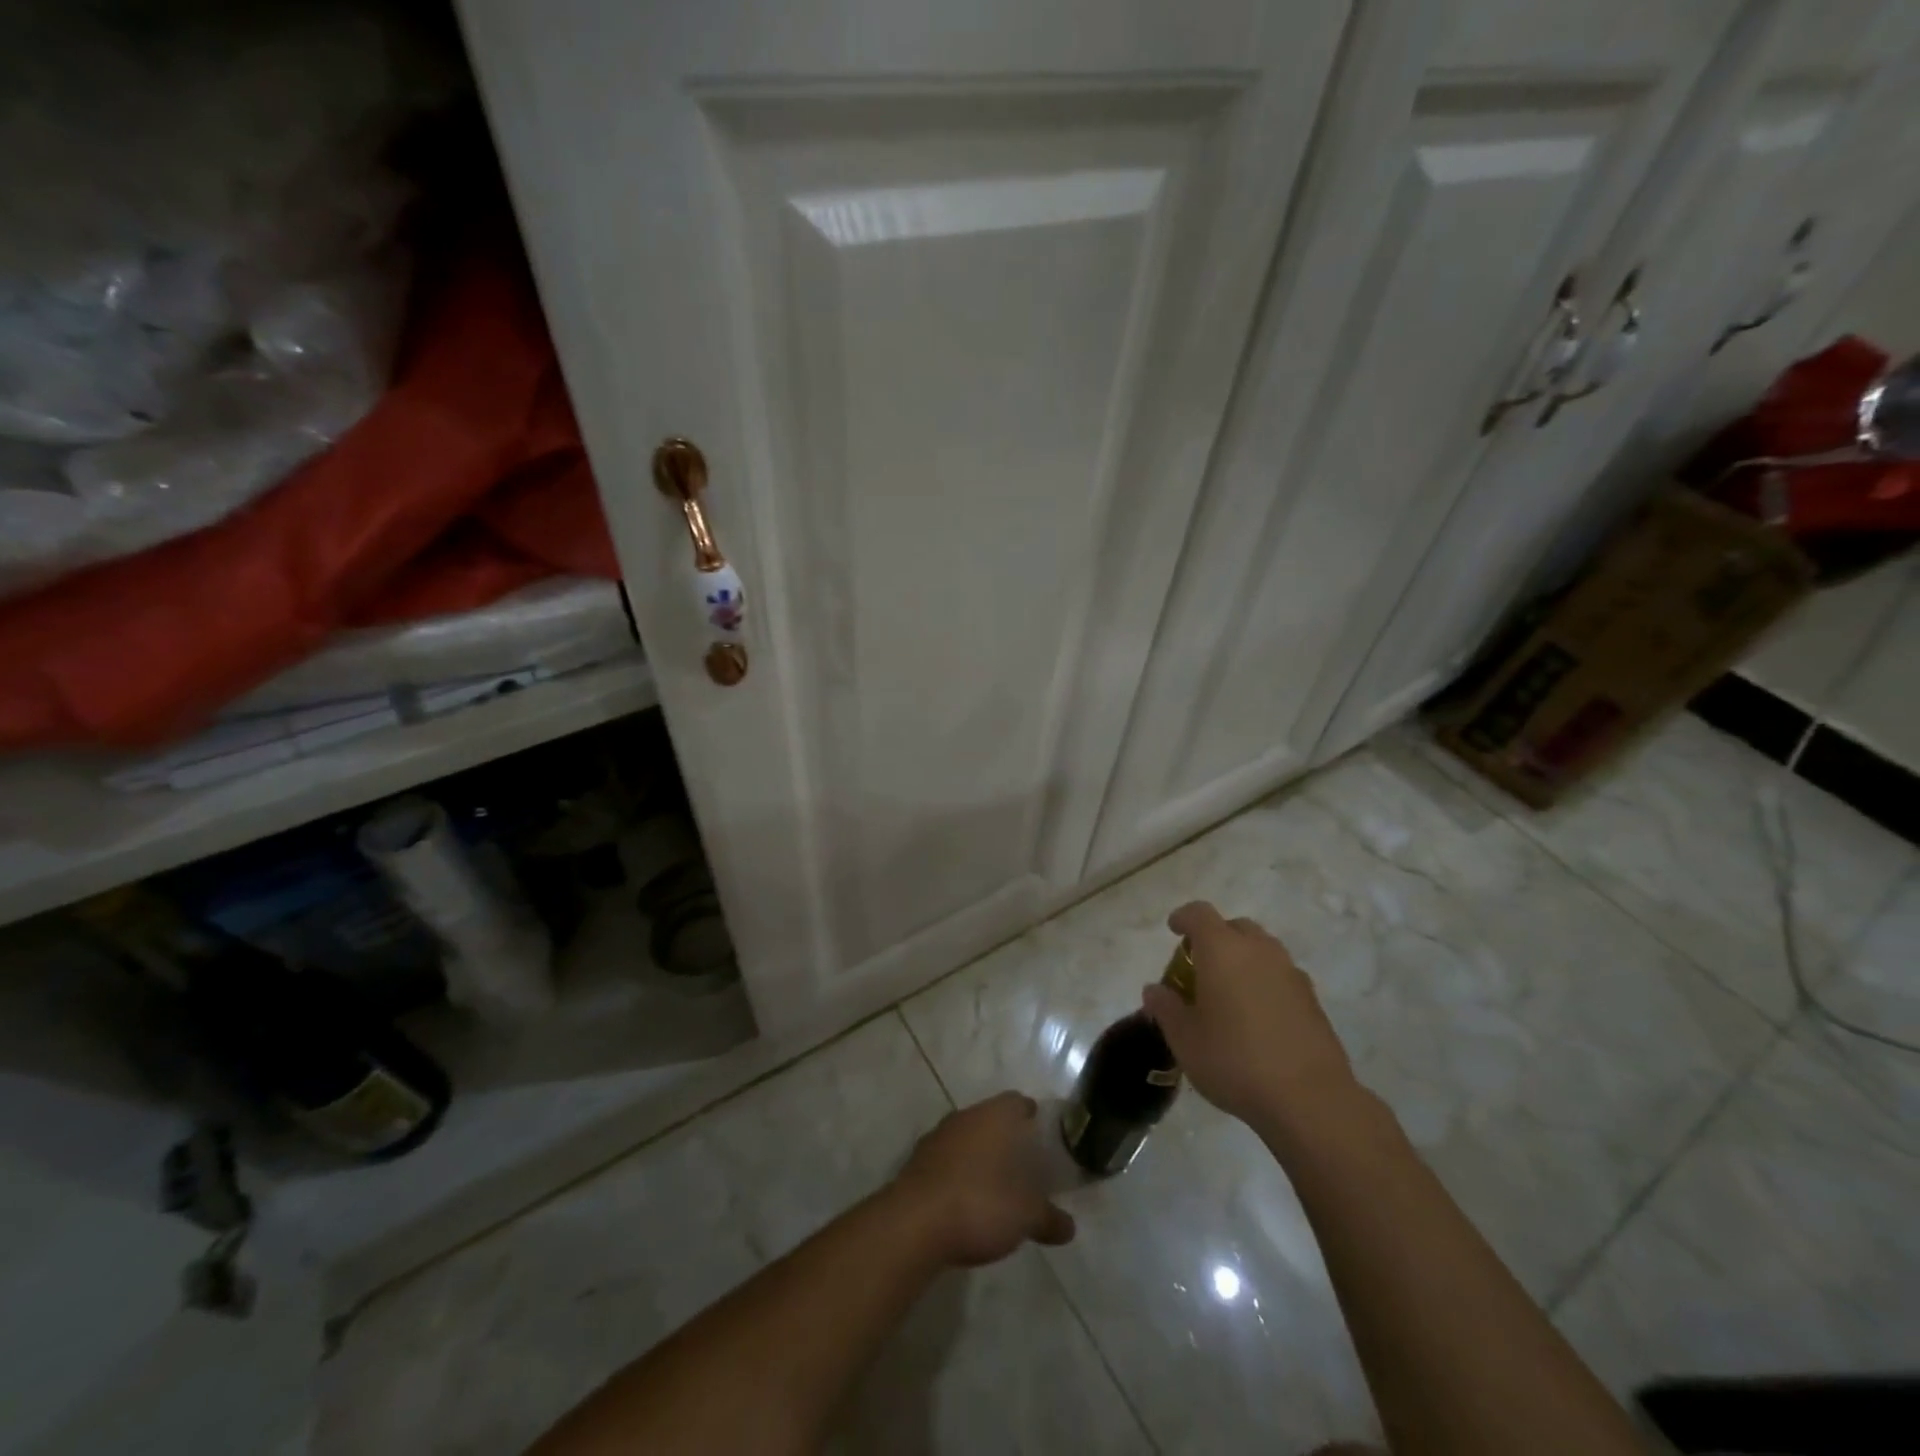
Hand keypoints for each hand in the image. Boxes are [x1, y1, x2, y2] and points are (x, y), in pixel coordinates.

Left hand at [889, 1092, 1075, 1267]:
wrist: (914, 1224)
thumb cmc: (979, 1204)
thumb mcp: (1025, 1216)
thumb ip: (1048, 1218)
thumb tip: (1069, 1226)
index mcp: (994, 1116)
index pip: (1017, 1101)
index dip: (1032, 1116)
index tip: (1043, 1134)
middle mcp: (965, 1117)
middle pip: (991, 1118)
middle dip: (1006, 1137)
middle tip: (1024, 1163)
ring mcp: (937, 1137)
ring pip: (967, 1138)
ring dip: (980, 1155)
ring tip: (997, 1184)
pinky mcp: (918, 1162)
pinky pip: (947, 1160)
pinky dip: (959, 1173)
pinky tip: (967, 1200)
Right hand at [1143, 901, 1362, 1135]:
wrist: (1309, 1098)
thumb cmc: (1234, 1060)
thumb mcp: (1184, 1039)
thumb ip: (1166, 1009)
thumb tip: (1155, 990)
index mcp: (1222, 950)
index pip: (1199, 914)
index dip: (1184, 918)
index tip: (1174, 930)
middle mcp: (1259, 950)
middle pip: (1235, 927)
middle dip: (1216, 938)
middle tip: (1201, 966)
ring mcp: (1291, 973)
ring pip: (1262, 950)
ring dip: (1244, 960)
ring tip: (1229, 993)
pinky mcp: (1312, 1000)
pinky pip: (1281, 976)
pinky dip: (1265, 983)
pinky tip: (1258, 1017)